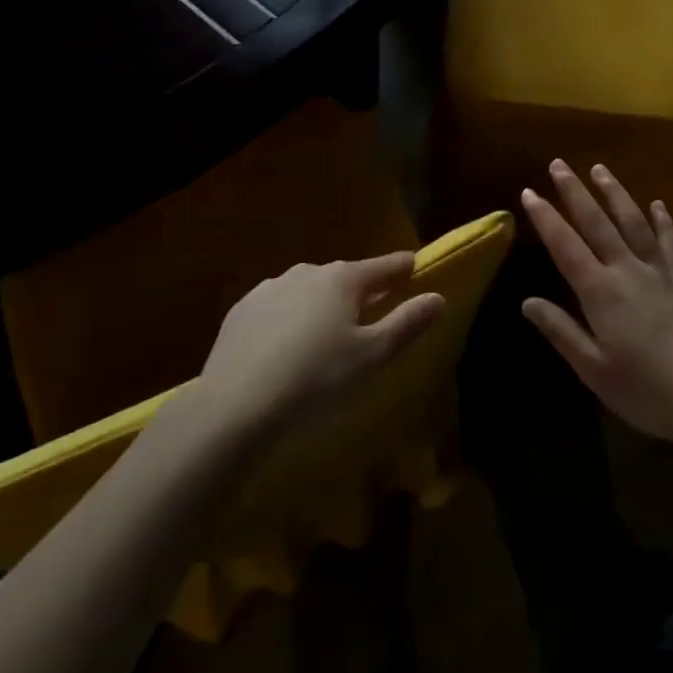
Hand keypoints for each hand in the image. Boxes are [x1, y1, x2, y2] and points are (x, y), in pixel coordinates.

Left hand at [199, 254, 444, 429]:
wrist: (234, 407)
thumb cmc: (315, 381)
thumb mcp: (371, 357)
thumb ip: (406, 324)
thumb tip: (438, 297)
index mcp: (342, 280)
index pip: (382, 267)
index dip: (401, 267)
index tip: (414, 265)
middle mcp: (306, 273)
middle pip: (344, 277)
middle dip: (361, 289)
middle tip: (373, 308)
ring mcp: (269, 289)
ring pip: (308, 290)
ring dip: (323, 303)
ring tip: (329, 331)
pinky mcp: (241, 311)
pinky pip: (277, 307)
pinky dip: (290, 318)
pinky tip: (287, 345)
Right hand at [521, 161, 672, 446]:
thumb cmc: (645, 391)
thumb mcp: (593, 369)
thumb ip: (561, 331)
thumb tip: (528, 301)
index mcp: (600, 292)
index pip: (565, 246)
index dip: (545, 218)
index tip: (529, 192)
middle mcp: (627, 271)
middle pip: (597, 222)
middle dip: (575, 191)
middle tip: (559, 163)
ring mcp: (660, 272)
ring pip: (633, 222)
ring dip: (615, 193)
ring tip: (600, 169)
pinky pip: (671, 242)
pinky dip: (663, 220)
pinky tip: (658, 204)